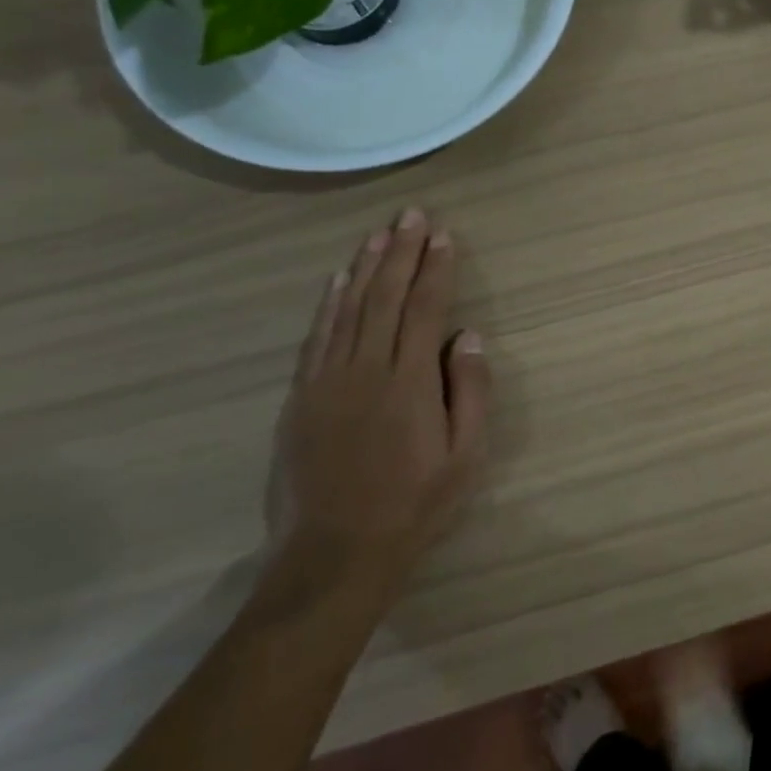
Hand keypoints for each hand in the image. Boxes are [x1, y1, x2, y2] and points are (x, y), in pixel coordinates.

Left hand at [267, 208, 488, 601]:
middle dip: (402, 252)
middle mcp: (366, 370)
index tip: (444, 235)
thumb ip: (470, 392)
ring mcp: (327, 381)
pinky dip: (329, 303)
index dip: (436, 268)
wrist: (333, 556)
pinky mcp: (301, 397)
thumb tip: (468, 337)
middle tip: (412, 215)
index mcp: (410, 382)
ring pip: (348, 309)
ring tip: (380, 233)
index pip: (425, 309)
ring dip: (366, 266)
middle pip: (385, 297)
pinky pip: (317, 337)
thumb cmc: (414, 506)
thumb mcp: (465, 457)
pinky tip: (339, 281)